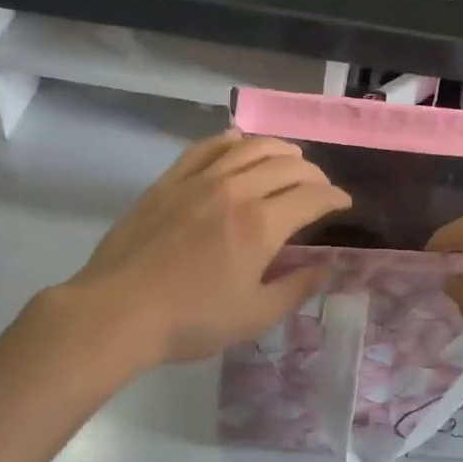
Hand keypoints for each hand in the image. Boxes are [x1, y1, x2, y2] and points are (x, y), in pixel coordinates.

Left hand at [56, 133, 350, 368]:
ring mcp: (200, 180)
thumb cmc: (192, 321)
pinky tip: (237, 142)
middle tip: (319, 187)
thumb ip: (296, 288)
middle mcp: (237, 190)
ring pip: (250, 147)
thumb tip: (325, 267)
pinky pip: (206, 147)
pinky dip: (230, 141)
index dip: (334, 197)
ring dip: (279, 149)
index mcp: (262, 224)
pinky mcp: (170, 180)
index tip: (343, 204)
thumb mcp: (255, 316)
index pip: (312, 196)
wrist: (118, 311)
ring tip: (290, 158)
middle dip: (313, 173)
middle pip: (286, 165)